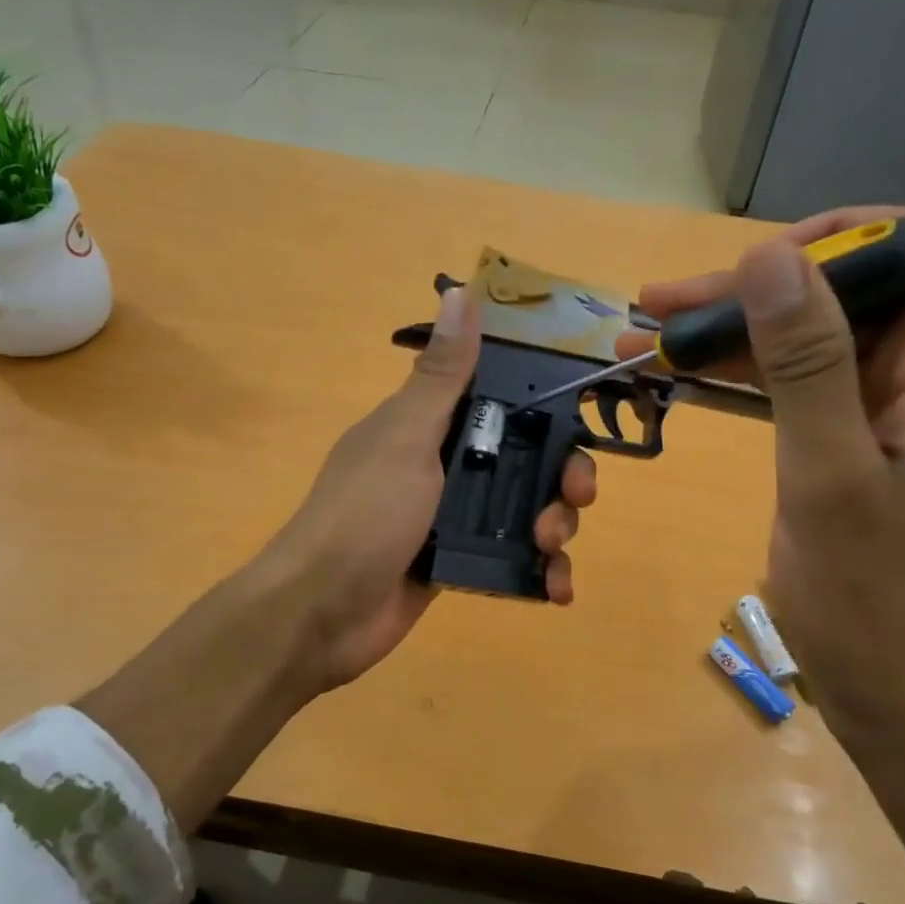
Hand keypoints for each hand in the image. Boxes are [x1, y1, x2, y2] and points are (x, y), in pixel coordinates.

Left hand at [263, 285, 596, 690]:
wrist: (322, 612)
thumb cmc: (365, 515)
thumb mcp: (406, 437)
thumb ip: (441, 375)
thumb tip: (459, 291)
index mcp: (430, 426)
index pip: (503, 403)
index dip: (547, 409)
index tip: (582, 420)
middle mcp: (445, 467)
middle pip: (525, 460)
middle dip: (561, 477)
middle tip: (575, 497)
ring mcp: (452, 519)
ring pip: (525, 511)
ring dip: (555, 526)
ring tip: (552, 547)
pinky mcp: (458, 564)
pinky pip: (513, 560)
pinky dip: (541, 574)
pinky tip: (556, 589)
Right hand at [622, 208, 904, 745]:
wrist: (900, 699)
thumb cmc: (872, 601)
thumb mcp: (827, 476)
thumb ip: (805, 362)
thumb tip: (768, 255)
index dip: (839, 238)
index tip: (751, 268)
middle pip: (848, 294)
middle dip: (753, 291)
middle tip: (659, 307)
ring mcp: (894, 417)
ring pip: (815, 341)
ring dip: (735, 336)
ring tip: (648, 340)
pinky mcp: (859, 449)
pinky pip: (802, 390)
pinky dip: (744, 379)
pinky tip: (684, 379)